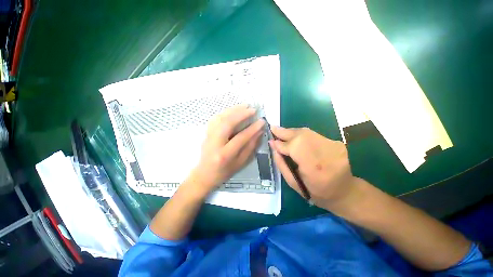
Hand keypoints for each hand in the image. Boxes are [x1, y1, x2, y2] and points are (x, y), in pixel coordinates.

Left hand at [187, 105, 264, 196]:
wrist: (204, 174)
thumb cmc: (224, 172)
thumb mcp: (240, 163)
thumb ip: (250, 147)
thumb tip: (259, 132)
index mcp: (225, 155)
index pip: (241, 138)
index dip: (252, 129)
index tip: (262, 121)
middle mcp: (215, 143)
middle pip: (227, 124)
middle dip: (241, 114)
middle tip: (252, 109)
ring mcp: (208, 136)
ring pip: (220, 118)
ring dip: (233, 110)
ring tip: (245, 106)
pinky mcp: (206, 133)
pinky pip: (215, 118)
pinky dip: (225, 112)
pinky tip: (233, 110)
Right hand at [269, 126, 358, 210]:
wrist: (345, 191)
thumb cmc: (316, 192)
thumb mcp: (293, 183)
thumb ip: (281, 164)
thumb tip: (273, 146)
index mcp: (315, 168)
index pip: (294, 148)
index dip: (281, 144)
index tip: (271, 140)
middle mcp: (326, 153)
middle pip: (301, 136)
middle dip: (285, 132)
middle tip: (272, 128)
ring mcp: (333, 145)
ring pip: (307, 132)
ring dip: (291, 132)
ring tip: (281, 132)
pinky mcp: (335, 142)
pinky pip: (313, 134)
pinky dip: (300, 134)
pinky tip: (294, 137)